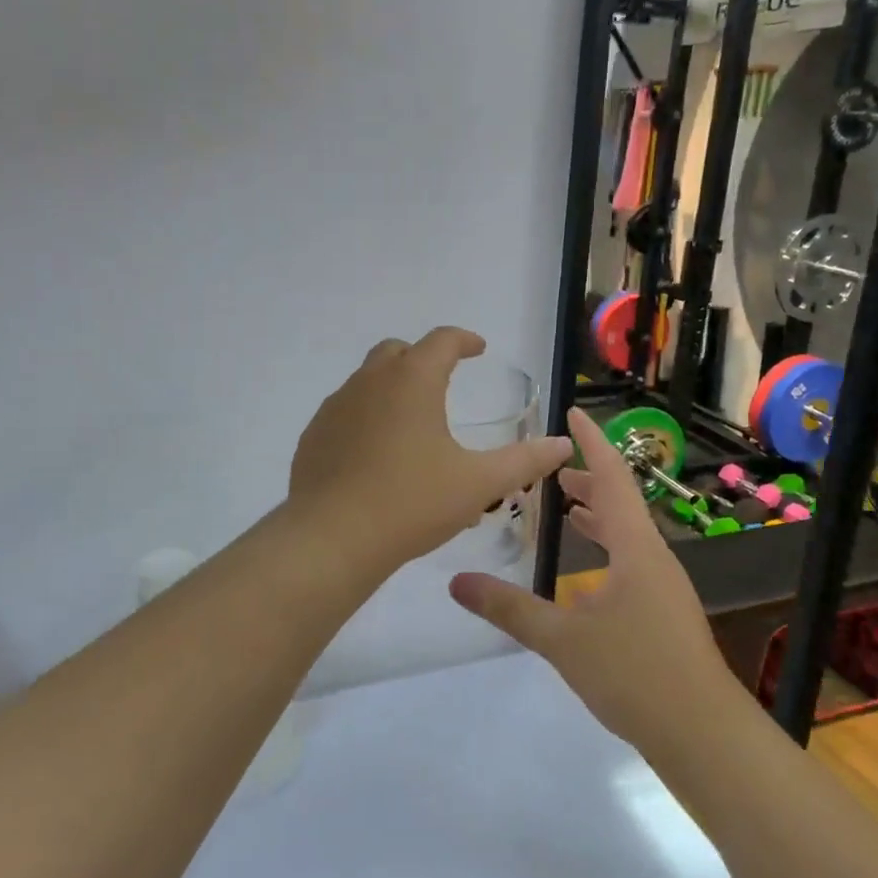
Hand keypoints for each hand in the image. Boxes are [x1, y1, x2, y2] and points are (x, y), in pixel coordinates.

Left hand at [288, 328, 573, 571]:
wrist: (331, 538)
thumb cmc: (412, 503)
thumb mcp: (478, 484)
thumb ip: (524, 461)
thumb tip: (563, 444)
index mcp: (413, 380)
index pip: (441, 340)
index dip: (463, 340)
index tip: (477, 348)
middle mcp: (370, 382)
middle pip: (397, 352)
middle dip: (423, 358)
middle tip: (442, 380)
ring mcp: (336, 407)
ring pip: (367, 381)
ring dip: (392, 389)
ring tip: (412, 425)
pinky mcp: (314, 435)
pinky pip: (345, 413)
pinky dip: (366, 418)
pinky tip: (376, 455)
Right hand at [449, 407, 727, 755]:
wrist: (703, 735)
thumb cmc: (635, 674)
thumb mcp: (562, 639)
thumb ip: (509, 608)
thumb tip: (456, 581)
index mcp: (636, 548)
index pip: (613, 478)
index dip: (592, 444)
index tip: (574, 414)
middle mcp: (654, 559)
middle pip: (622, 504)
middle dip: (589, 481)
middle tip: (553, 469)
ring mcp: (662, 589)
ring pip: (628, 536)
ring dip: (598, 517)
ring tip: (566, 509)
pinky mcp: (662, 616)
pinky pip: (630, 564)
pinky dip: (606, 550)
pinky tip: (586, 575)